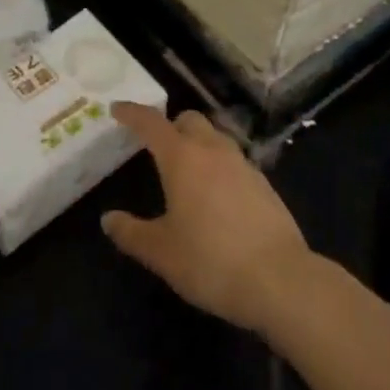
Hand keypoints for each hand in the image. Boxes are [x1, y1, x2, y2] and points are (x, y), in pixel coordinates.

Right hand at [101, 102, 314, 335]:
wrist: (280, 280)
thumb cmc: (210, 261)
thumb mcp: (161, 252)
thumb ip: (131, 232)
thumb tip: (108, 219)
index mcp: (182, 158)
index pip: (151, 123)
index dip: (132, 113)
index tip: (117, 109)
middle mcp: (213, 151)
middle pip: (189, 120)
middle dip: (170, 126)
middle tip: (155, 146)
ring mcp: (243, 165)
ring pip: (216, 138)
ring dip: (198, 143)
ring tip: (186, 170)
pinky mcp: (265, 185)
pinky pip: (235, 162)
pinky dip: (219, 167)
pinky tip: (216, 196)